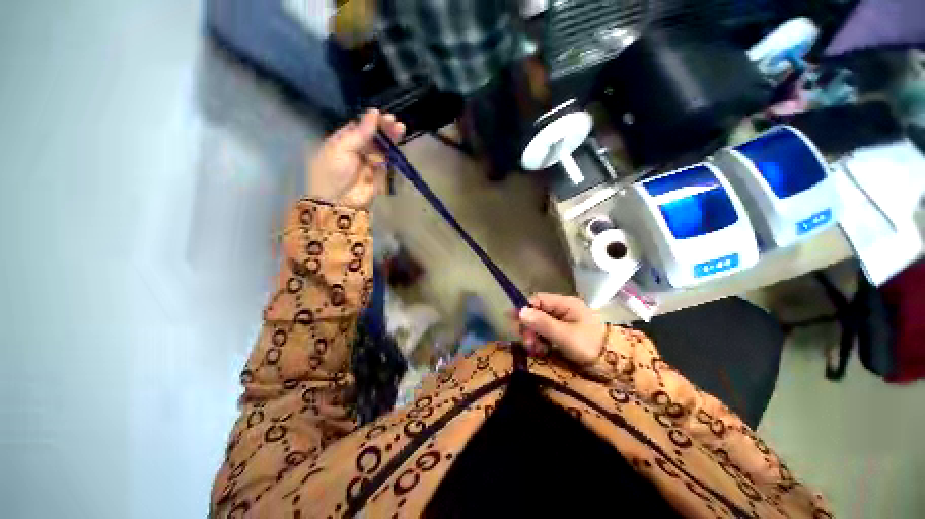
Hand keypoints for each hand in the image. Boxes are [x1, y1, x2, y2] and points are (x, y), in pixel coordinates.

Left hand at [307, 109, 405, 208]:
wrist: (339, 201)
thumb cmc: (334, 171)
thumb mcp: (342, 147)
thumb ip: (361, 132)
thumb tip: (374, 112)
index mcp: (343, 140)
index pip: (360, 126)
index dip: (372, 121)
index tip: (383, 116)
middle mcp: (357, 150)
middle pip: (373, 137)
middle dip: (384, 130)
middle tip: (395, 123)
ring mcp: (369, 163)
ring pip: (382, 149)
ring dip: (390, 140)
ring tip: (400, 129)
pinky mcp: (379, 175)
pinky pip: (386, 163)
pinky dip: (391, 156)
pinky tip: (396, 148)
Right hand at [517, 293, 607, 365]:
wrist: (614, 364)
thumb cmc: (590, 346)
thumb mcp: (565, 336)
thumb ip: (542, 323)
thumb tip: (520, 311)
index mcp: (566, 303)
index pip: (538, 299)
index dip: (525, 309)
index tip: (514, 322)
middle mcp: (564, 308)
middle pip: (538, 311)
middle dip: (530, 326)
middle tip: (528, 342)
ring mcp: (564, 320)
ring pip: (541, 323)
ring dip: (534, 335)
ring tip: (535, 349)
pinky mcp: (565, 331)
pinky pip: (547, 332)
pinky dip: (542, 340)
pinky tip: (541, 350)